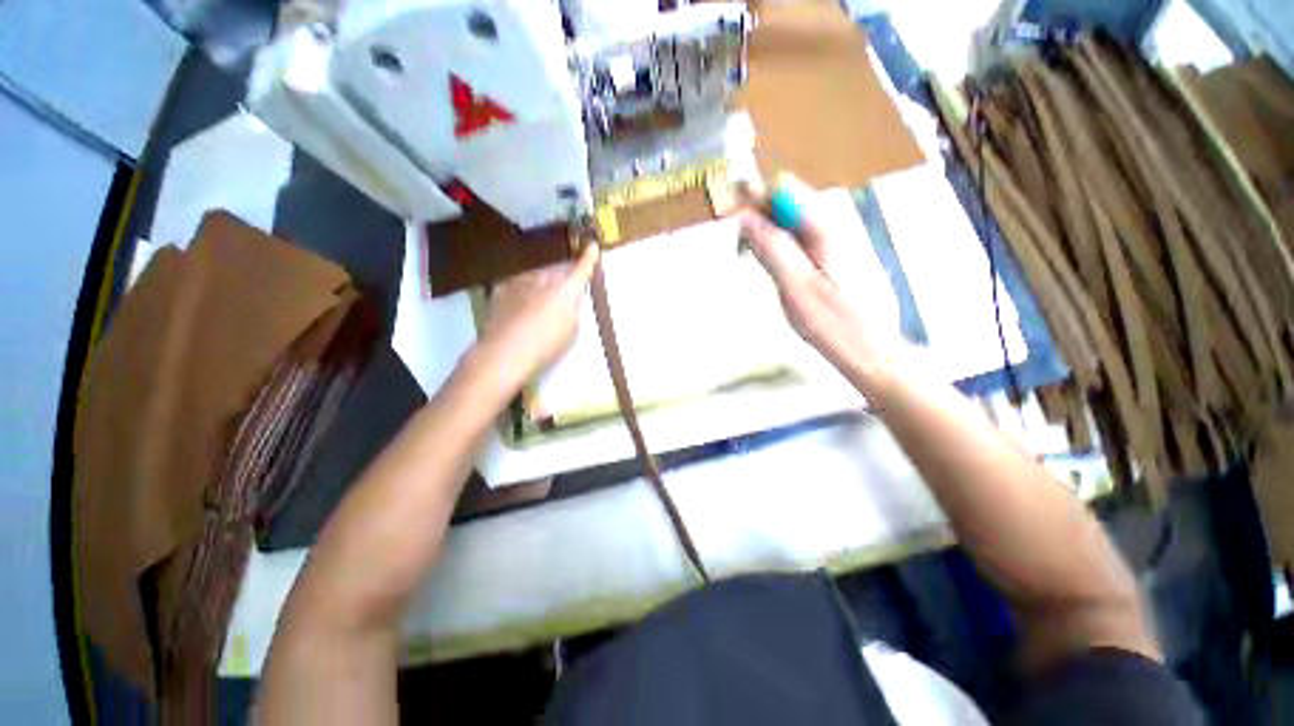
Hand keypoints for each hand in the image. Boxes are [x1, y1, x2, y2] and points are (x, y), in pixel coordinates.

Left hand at [477, 243, 599, 380]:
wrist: (507, 350)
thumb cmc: (548, 344)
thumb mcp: (571, 331)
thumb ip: (571, 312)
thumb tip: (566, 303)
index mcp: (567, 289)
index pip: (582, 270)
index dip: (589, 258)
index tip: (593, 245)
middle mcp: (545, 279)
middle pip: (557, 270)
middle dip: (562, 272)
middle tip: (565, 280)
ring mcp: (521, 281)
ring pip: (536, 274)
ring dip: (541, 280)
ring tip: (541, 293)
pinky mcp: (501, 290)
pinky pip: (517, 284)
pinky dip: (521, 289)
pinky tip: (519, 301)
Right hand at [737, 178, 899, 375]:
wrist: (872, 351)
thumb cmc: (834, 325)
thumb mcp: (796, 289)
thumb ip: (773, 250)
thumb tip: (747, 218)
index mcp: (825, 229)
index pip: (783, 190)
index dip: (753, 200)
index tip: (729, 219)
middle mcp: (832, 226)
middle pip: (786, 202)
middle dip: (756, 215)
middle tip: (736, 243)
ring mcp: (833, 240)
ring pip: (789, 221)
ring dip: (765, 231)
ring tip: (747, 253)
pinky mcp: (832, 255)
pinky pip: (798, 238)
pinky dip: (777, 245)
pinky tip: (770, 264)